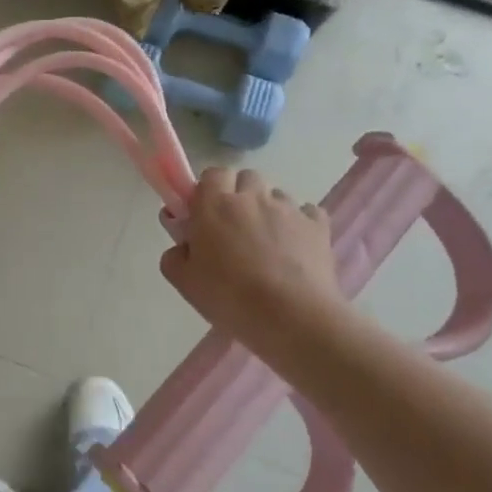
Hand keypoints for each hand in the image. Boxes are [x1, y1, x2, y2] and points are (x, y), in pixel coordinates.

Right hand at [160, 167, 349, 355]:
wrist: (292, 318)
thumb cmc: (230, 297)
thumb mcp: (184, 282)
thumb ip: (174, 256)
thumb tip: (183, 246)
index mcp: (214, 205)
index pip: (212, 174)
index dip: (208, 191)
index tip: (205, 215)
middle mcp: (252, 197)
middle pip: (246, 178)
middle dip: (240, 195)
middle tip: (234, 228)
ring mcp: (288, 209)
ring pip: (276, 195)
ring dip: (268, 210)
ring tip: (267, 243)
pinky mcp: (318, 225)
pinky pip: (307, 212)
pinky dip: (299, 223)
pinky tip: (295, 248)